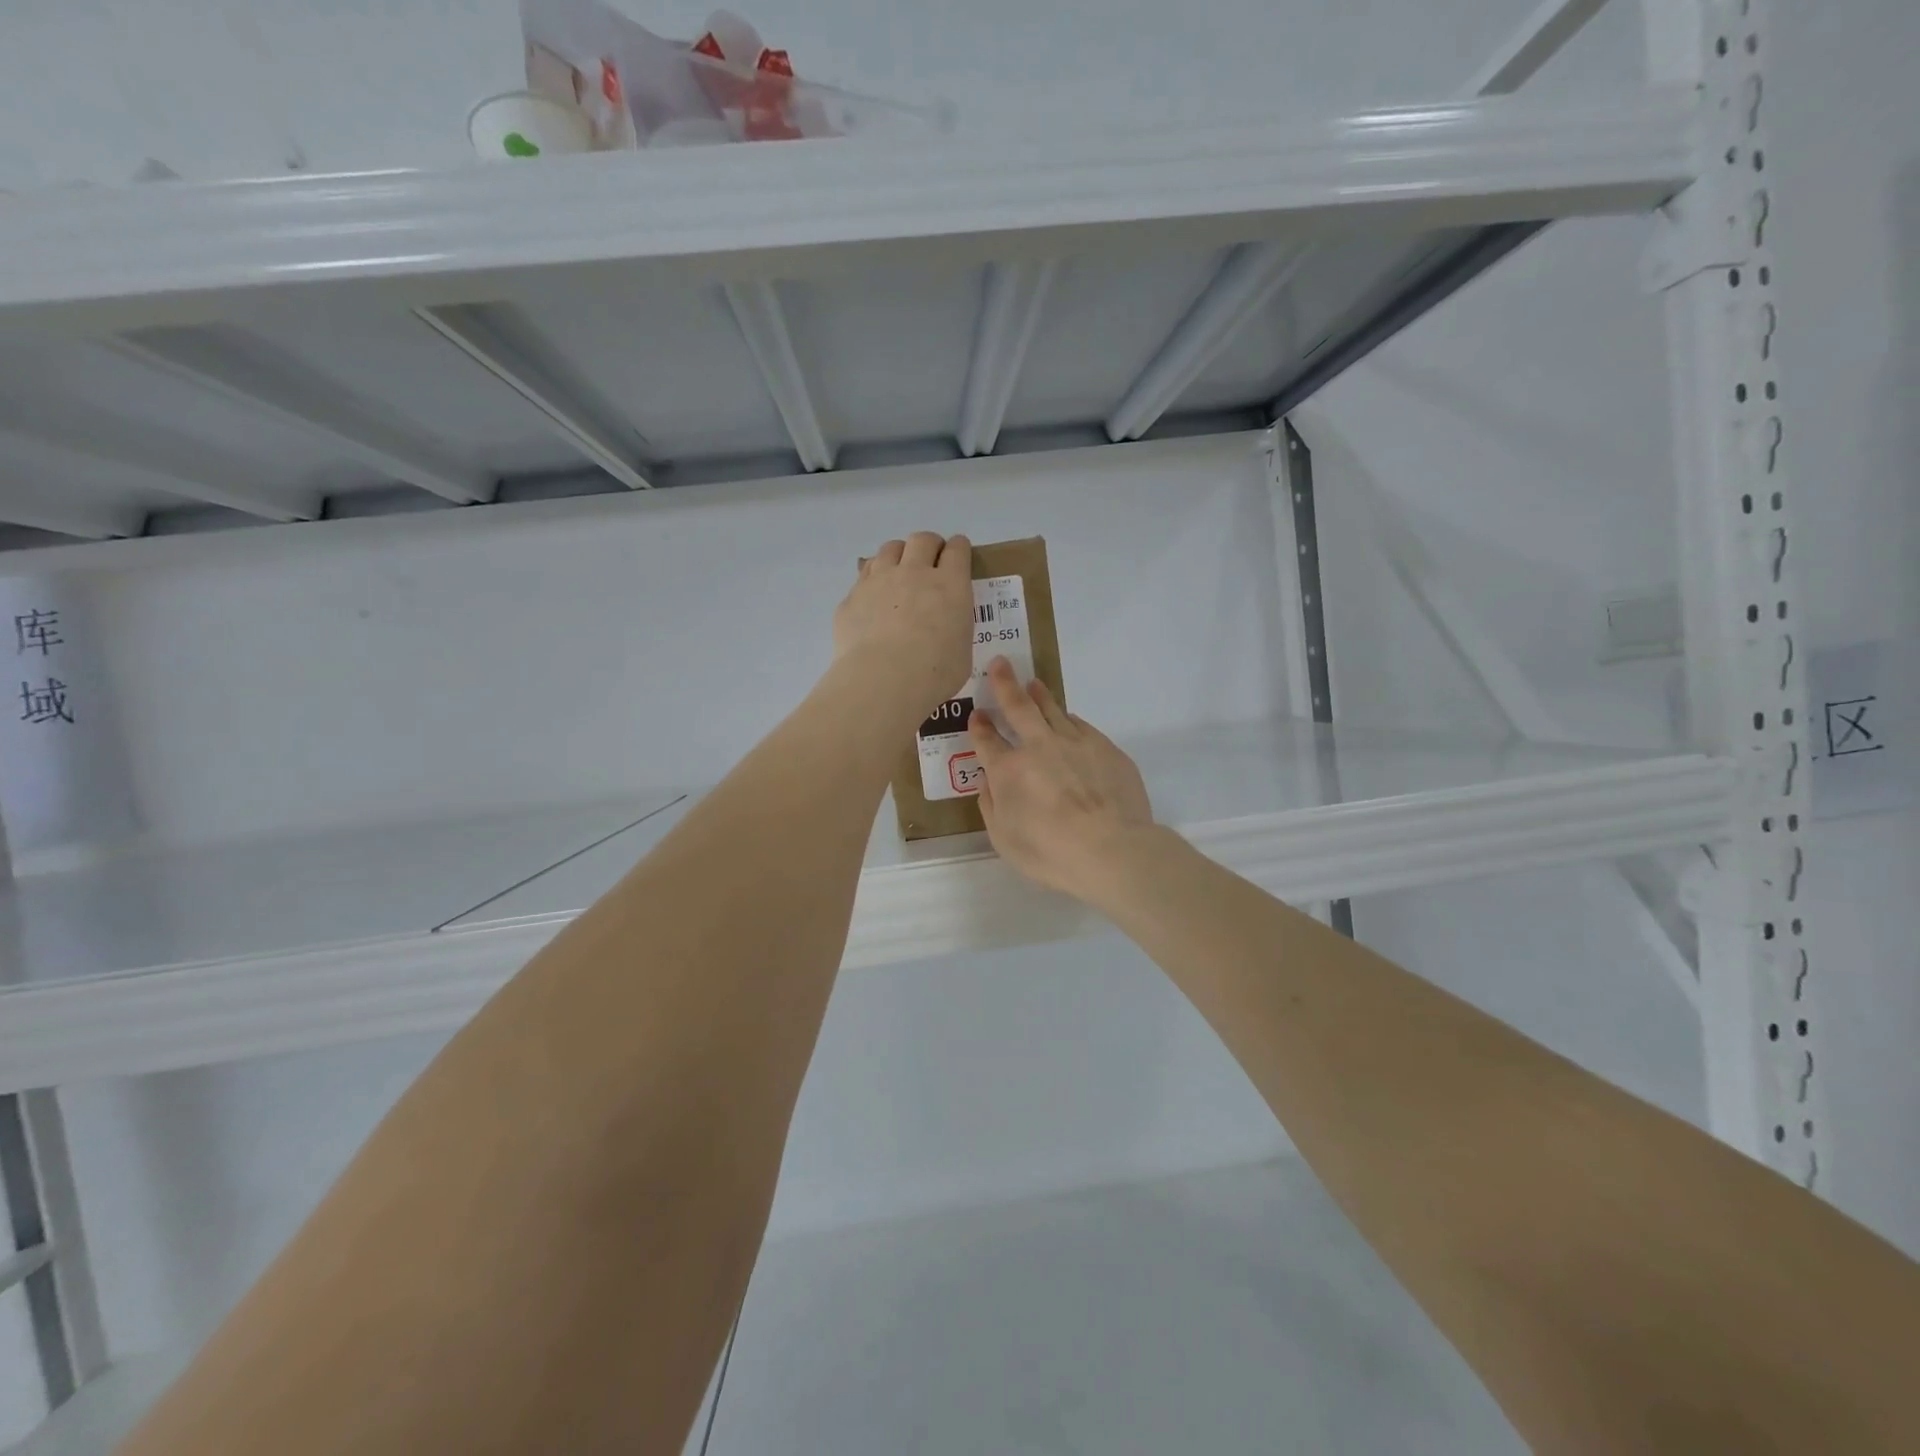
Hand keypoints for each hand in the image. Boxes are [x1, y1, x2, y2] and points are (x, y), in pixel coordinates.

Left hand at [833, 533, 973, 723]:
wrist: (884, 679)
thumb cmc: (934, 672)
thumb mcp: (962, 651)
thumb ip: (955, 629)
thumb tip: (946, 629)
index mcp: (950, 585)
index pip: (957, 549)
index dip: (958, 548)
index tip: (957, 555)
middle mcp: (914, 573)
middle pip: (922, 539)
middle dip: (929, 545)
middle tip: (930, 562)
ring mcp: (880, 581)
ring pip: (889, 549)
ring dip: (898, 556)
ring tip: (899, 574)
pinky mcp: (853, 597)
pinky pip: (864, 576)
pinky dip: (873, 581)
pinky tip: (873, 600)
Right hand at [967, 658, 1155, 901]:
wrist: (1111, 849)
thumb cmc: (1050, 853)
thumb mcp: (1004, 839)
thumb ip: (991, 806)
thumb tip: (987, 782)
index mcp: (1008, 770)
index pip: (987, 741)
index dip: (979, 727)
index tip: (977, 715)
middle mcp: (1038, 747)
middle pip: (1018, 707)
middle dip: (1005, 684)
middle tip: (1000, 664)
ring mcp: (1074, 742)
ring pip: (1052, 709)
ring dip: (1039, 695)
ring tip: (1033, 684)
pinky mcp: (1105, 747)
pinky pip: (1081, 725)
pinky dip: (1069, 719)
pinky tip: (1068, 718)